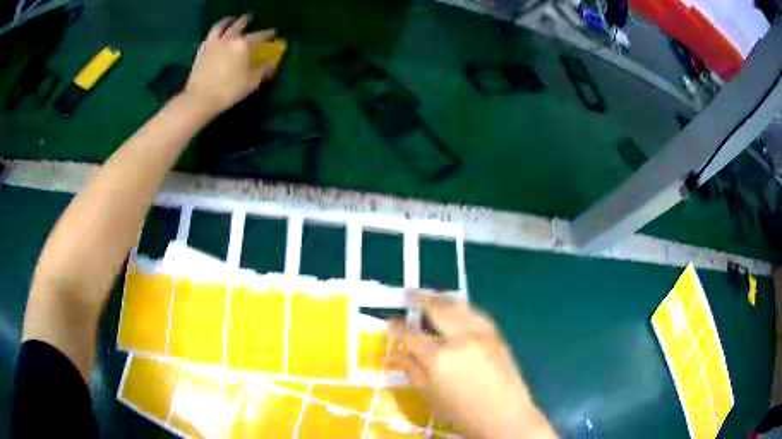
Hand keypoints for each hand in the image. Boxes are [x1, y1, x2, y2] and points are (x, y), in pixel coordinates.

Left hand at [184, 14, 276, 115]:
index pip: (259, 36)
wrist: (200, 98)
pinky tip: (218, 32)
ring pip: (222, 26)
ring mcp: (214, 43)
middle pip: (239, 26)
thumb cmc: (228, 91)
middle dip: (246, 21)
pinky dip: (217, 29)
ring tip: (232, 19)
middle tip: (250, 18)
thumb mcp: (252, 82)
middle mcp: (229, 39)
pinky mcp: (202, 50)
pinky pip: (211, 34)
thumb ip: (263, 70)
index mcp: (243, 45)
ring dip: (229, 20)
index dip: (268, 35)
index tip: (274, 34)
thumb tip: (272, 64)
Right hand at [389, 292, 557, 438]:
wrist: (504, 416)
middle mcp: (460, 338)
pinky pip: (475, 312)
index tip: (390, 321)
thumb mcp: (429, 396)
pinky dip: (461, 307)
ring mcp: (481, 333)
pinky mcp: (496, 334)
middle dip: (419, 298)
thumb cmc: (462, 413)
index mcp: (439, 358)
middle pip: (437, 308)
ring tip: (429, 298)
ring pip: (458, 304)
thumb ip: (410, 370)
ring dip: (441, 298)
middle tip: (408, 295)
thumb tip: (391, 355)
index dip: (397, 327)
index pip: (411, 334)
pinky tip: (455, 310)